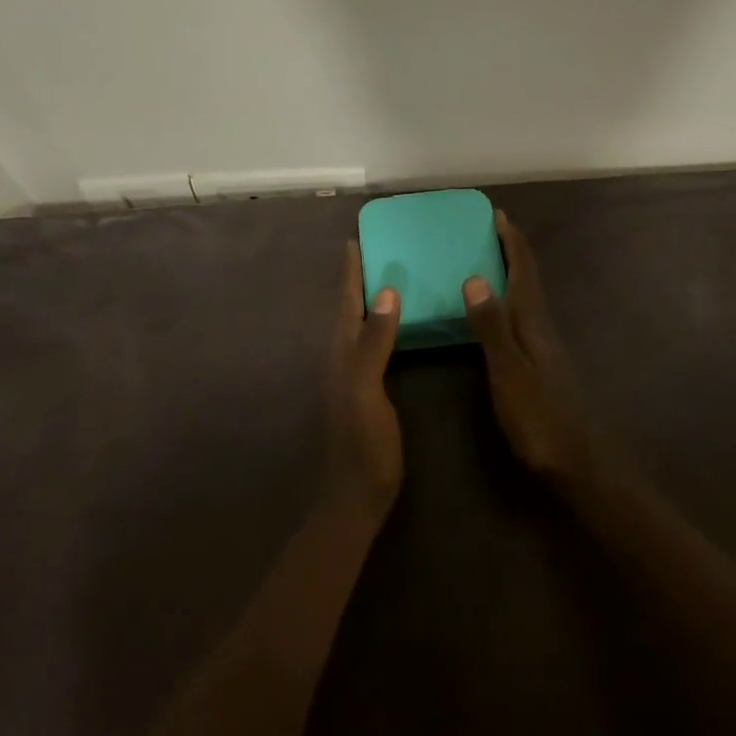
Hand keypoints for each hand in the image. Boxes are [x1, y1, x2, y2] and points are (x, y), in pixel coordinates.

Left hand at [323, 243, 403, 517]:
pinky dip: (379, 323)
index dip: (350, 272)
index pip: (345, 302)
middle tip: (375, 249)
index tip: (355, 240)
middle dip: (357, 278)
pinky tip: (395, 323)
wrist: (356, 495)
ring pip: (357, 324)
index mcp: (340, 352)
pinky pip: (370, 342)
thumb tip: (386, 292)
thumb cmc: (363, 443)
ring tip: (385, 275)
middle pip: (348, 308)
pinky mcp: (365, 388)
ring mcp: (351, 374)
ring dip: (366, 298)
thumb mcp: (367, 389)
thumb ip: (373, 342)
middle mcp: (341, 357)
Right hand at [463, 211, 607, 494]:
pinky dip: (510, 297)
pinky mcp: (541, 362)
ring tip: (490, 258)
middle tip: (491, 229)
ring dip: (513, 271)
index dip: (512, 241)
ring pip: (528, 295)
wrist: (578, 462)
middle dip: (513, 249)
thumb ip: (491, 327)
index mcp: (533, 322)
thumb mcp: (508, 372)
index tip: (498, 214)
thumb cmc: (539, 417)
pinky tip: (499, 310)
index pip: (524, 270)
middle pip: (529, 277)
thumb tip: (474, 277)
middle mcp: (541, 326)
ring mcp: (544, 345)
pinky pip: (523, 314)